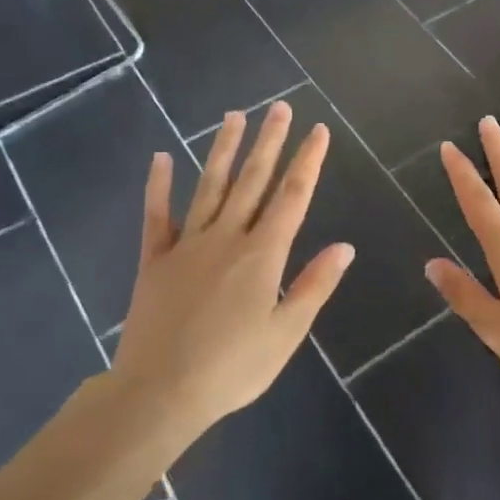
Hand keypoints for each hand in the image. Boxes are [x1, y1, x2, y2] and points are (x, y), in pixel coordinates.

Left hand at [113, 102, 353, 433]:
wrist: (158, 392)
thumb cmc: (232, 368)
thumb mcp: (286, 333)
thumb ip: (314, 285)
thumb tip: (344, 246)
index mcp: (262, 255)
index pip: (292, 197)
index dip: (307, 162)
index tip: (318, 131)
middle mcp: (227, 238)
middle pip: (253, 181)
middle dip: (270, 142)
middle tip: (280, 107)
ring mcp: (187, 245)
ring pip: (210, 186)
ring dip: (224, 150)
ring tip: (235, 116)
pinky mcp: (154, 260)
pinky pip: (156, 216)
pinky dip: (158, 186)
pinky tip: (161, 157)